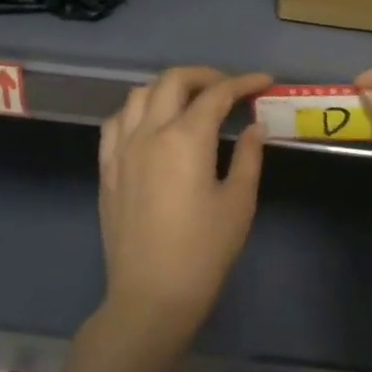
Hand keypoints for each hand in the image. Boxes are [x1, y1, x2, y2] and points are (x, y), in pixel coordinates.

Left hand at [98, 66, 271, 331]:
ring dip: (169, 88)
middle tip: (229, 89)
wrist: (151, 296)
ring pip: (140, 94)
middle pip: (173, 81)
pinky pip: (116, 121)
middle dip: (205, 76)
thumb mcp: (238, 202)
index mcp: (185, 138)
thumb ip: (248, 156)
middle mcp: (149, 132)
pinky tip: (152, 124)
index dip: (243, 82)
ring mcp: (122, 148)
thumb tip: (254, 127)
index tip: (264, 81)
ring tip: (191, 102)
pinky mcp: (107, 168)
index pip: (217, 94)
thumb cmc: (203, 251)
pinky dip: (138, 110)